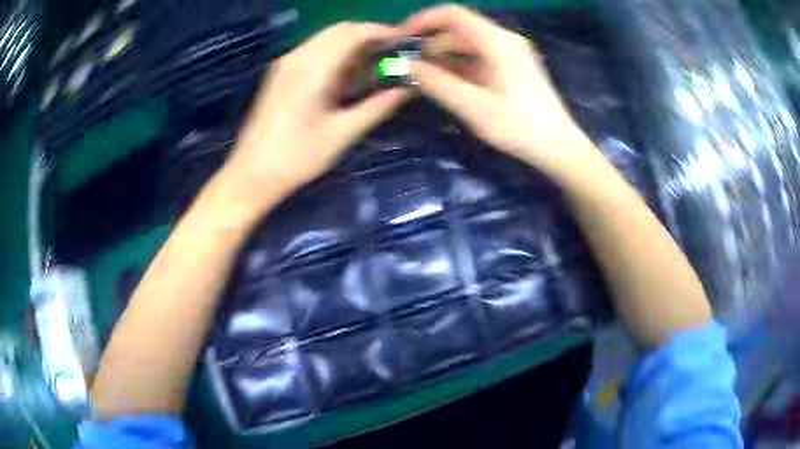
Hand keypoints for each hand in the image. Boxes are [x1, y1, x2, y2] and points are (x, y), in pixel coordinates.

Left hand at [220, 22, 411, 212]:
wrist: (251, 174)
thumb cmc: (296, 159)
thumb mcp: (342, 135)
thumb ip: (376, 107)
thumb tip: (407, 89)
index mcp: (312, 69)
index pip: (353, 33)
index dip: (382, 32)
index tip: (404, 43)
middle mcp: (298, 57)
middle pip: (340, 30)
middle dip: (369, 37)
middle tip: (392, 56)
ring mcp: (286, 63)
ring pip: (327, 39)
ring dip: (352, 46)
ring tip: (374, 68)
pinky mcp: (281, 73)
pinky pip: (314, 51)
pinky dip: (336, 55)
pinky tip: (347, 77)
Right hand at [404, 5, 595, 175]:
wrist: (559, 148)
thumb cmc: (520, 127)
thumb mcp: (474, 107)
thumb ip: (437, 83)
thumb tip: (405, 66)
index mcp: (497, 41)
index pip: (452, 14)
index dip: (422, 21)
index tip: (400, 38)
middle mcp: (504, 40)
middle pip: (458, 30)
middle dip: (429, 44)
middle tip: (406, 66)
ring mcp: (510, 53)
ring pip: (467, 45)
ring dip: (442, 58)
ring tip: (420, 78)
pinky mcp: (512, 68)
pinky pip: (478, 58)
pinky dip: (458, 67)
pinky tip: (444, 83)